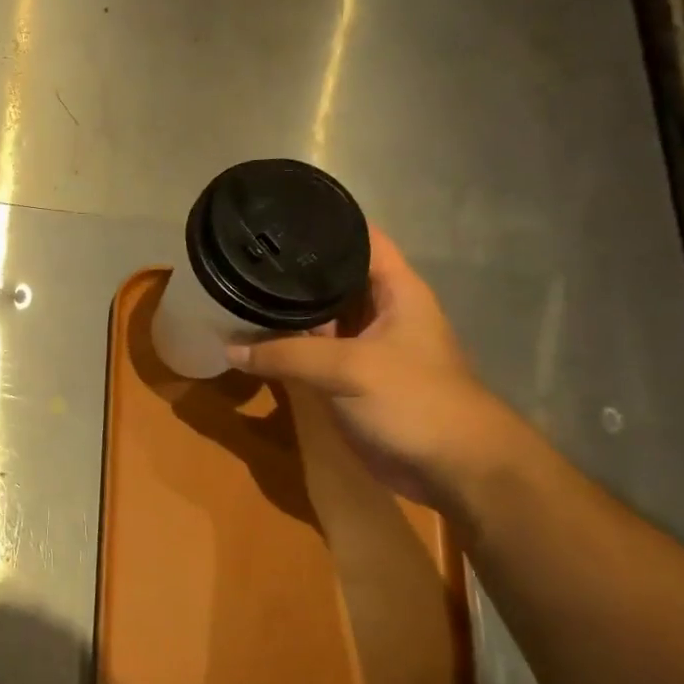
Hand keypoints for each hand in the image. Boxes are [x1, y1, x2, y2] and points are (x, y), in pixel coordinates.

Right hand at [227, 228, 524, 509]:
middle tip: (241, 256)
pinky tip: (250, 340)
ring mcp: (362, 347)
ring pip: (316, 318)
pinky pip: (310, 355)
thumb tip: (230, 348)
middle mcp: (378, 310)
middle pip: (331, 278)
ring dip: (283, 311)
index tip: (278, 216)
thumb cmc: (415, 400)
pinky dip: (284, 348)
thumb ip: (287, 355)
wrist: (452, 468)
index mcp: (395, 290)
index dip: (325, 222)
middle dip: (292, 270)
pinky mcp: (348, 380)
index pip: (360, 238)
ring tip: (235, 291)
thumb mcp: (350, 368)